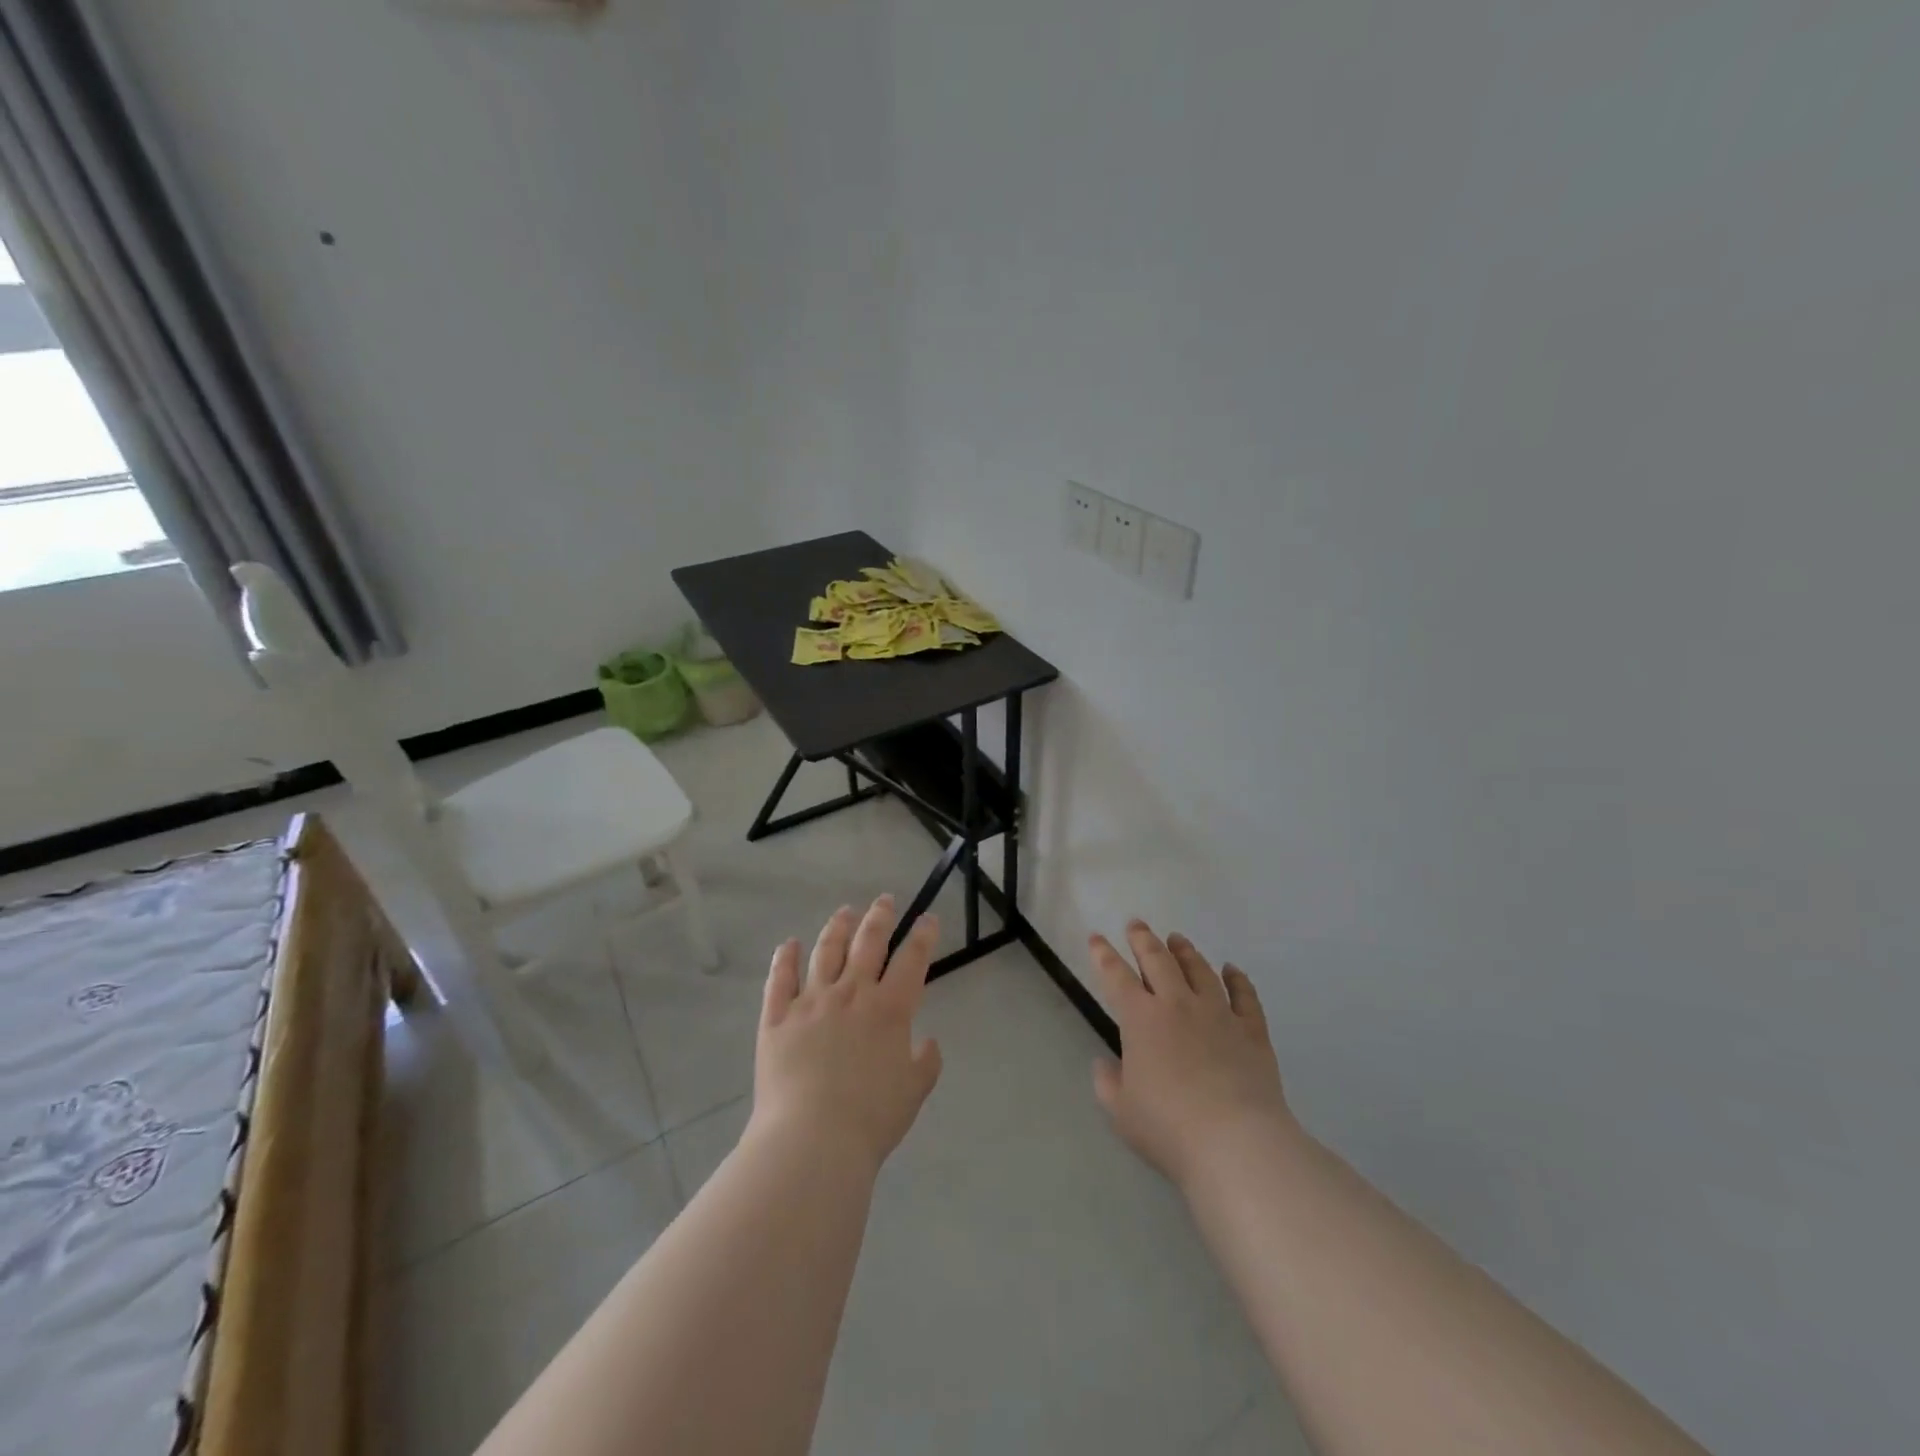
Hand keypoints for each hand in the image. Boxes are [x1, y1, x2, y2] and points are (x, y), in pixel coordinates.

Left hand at [748, 896, 944, 1175]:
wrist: (812, 1140)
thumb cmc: (871, 1119)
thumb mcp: (914, 1092)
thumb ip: (925, 1062)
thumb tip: (927, 1041)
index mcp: (890, 1009)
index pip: (912, 960)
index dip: (923, 935)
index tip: (927, 918)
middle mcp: (852, 994)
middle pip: (868, 943)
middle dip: (880, 917)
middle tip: (884, 900)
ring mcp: (811, 1001)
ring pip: (826, 951)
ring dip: (837, 927)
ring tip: (845, 912)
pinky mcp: (777, 1017)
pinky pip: (780, 979)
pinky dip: (785, 958)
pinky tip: (789, 944)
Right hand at [1089, 920, 1297, 1191]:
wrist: (1236, 1143)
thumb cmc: (1169, 1127)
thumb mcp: (1122, 1111)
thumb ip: (1108, 1083)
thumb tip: (1105, 1064)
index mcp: (1141, 1020)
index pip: (1116, 977)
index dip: (1103, 955)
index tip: (1096, 937)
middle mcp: (1178, 1005)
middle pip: (1158, 960)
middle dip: (1144, 939)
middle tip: (1136, 924)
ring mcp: (1218, 1014)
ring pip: (1199, 970)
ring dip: (1185, 951)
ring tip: (1177, 938)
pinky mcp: (1252, 1031)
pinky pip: (1244, 996)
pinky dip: (1237, 979)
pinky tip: (1232, 970)